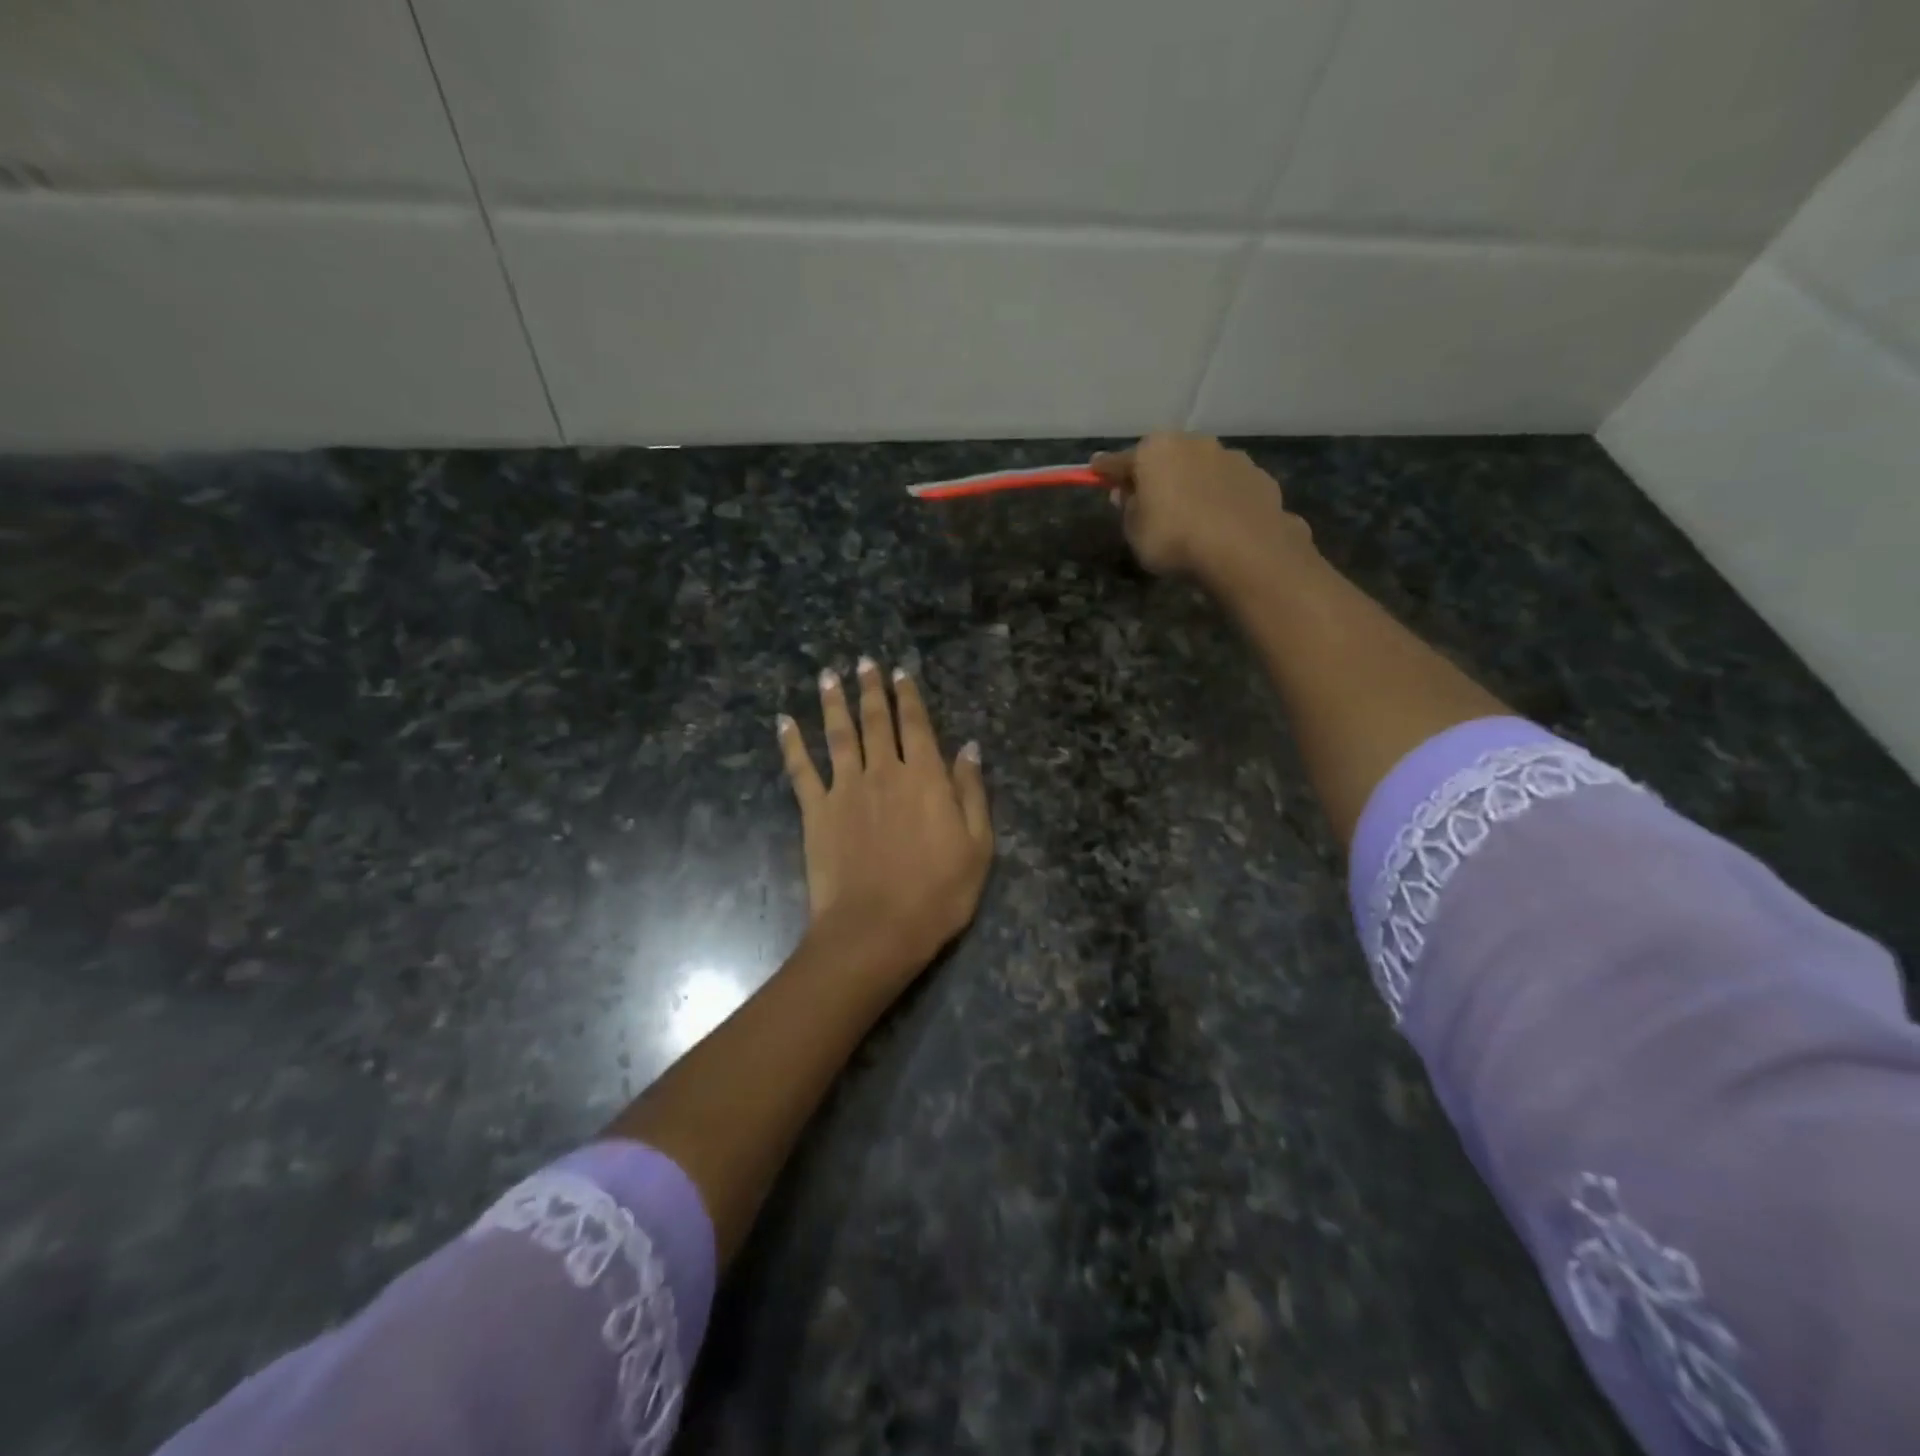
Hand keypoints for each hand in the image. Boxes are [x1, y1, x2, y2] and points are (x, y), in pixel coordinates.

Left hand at [778, 658, 992, 980]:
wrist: (876, 929)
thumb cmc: (938, 893)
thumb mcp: (977, 845)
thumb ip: (971, 792)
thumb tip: (969, 748)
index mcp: (924, 777)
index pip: (916, 725)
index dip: (908, 697)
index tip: (900, 673)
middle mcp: (883, 771)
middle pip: (875, 721)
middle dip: (870, 689)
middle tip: (863, 661)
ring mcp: (845, 789)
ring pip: (838, 734)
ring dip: (833, 702)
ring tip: (828, 675)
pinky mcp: (816, 811)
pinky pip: (801, 770)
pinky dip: (791, 743)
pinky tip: (783, 721)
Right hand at [1091, 433, 1311, 582]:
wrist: (1243, 549)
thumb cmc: (1174, 538)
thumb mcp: (1134, 531)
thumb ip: (1128, 508)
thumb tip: (1127, 493)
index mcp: (1155, 450)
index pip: (1120, 460)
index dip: (1106, 470)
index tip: (1096, 471)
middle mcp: (1192, 443)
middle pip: (1165, 457)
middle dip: (1155, 474)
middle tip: (1148, 500)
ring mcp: (1229, 456)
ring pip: (1200, 467)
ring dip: (1191, 483)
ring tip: (1191, 514)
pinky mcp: (1258, 476)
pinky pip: (1228, 485)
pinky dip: (1221, 497)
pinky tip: (1221, 521)